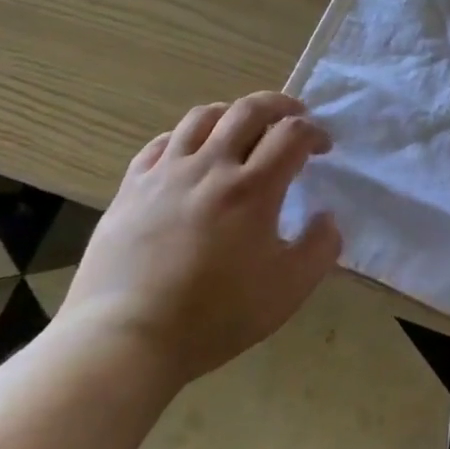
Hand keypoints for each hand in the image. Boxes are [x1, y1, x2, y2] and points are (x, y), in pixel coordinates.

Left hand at [59, 93, 341, 386]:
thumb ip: (321, 247)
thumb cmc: (214, 317)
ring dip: (232, 114)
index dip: (315, 132)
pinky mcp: (130, 190)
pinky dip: (185, 137)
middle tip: (294, 117)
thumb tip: (326, 217)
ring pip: (202, 117)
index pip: (292, 133)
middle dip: (280, 105)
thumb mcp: (289, 289)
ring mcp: (165, 175)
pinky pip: (160, 143)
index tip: (323, 148)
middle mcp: (211, 168)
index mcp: (253, 188)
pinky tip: (192, 154)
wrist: (123, 343)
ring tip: (243, 129)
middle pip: (249, 110)